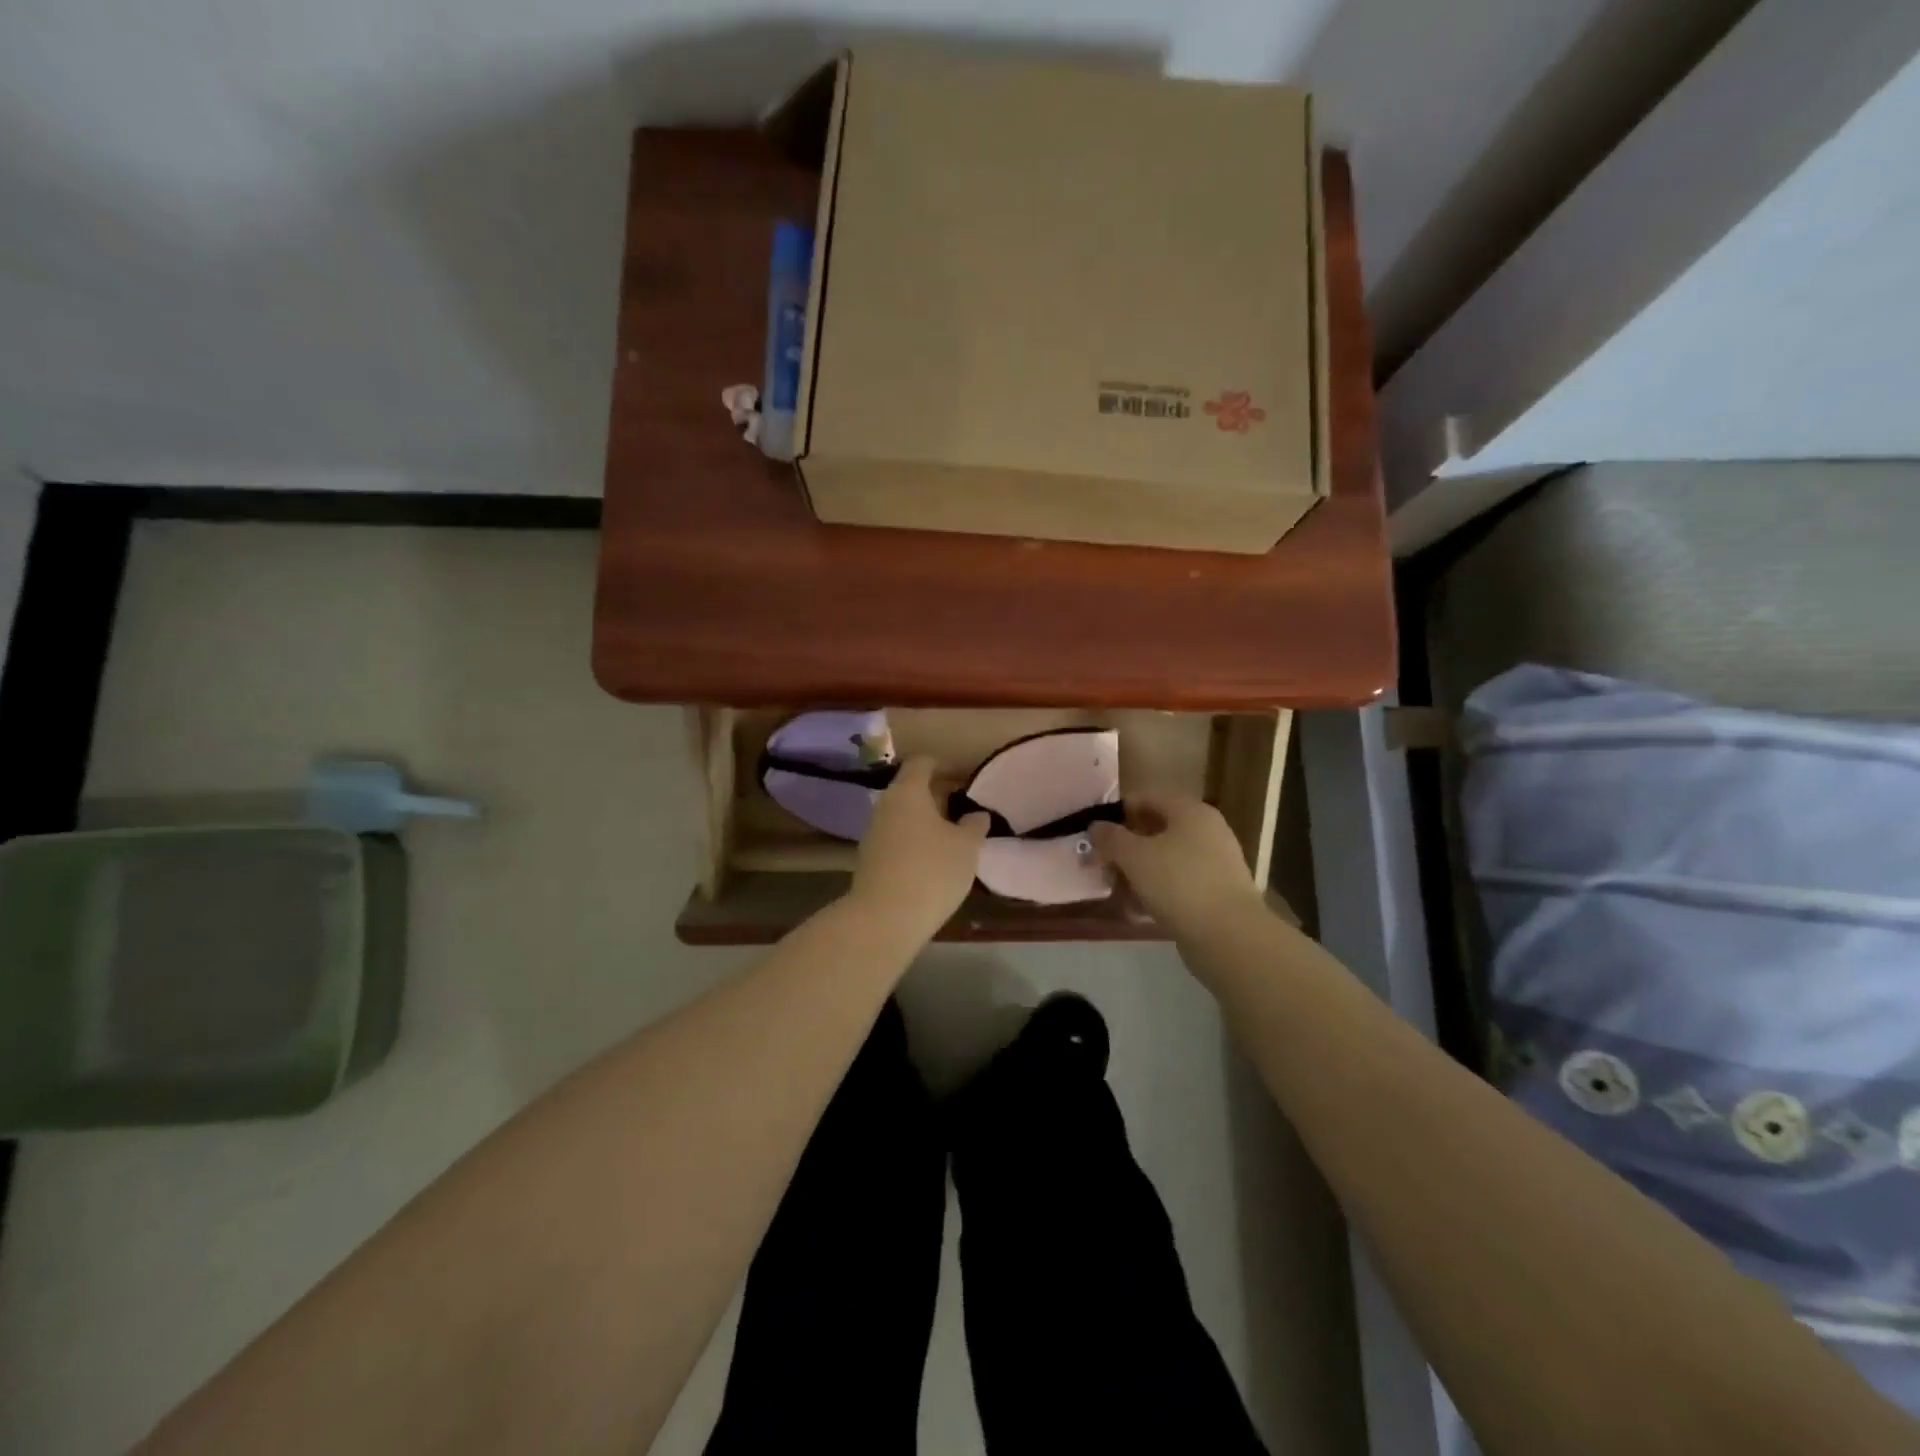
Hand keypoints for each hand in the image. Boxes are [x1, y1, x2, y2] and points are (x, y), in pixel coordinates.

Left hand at [848, 758, 989, 943]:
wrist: (883, 918)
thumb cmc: (931, 871)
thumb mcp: (966, 847)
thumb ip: (974, 825)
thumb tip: (976, 814)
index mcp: (908, 791)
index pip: (922, 763)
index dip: (943, 766)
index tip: (964, 778)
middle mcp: (886, 805)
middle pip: (911, 789)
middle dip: (937, 796)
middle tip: (963, 809)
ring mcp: (873, 832)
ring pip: (903, 815)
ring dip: (925, 821)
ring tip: (952, 838)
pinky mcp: (869, 859)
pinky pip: (896, 839)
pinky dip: (913, 842)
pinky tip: (932, 861)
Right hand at [1091, 793, 1264, 932]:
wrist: (1229, 936)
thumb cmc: (1178, 884)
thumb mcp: (1134, 857)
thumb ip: (1110, 838)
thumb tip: (1096, 826)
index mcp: (1190, 811)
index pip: (1147, 798)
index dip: (1117, 813)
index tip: (1095, 834)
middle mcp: (1206, 831)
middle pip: (1155, 830)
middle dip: (1125, 848)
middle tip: (1101, 866)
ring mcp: (1214, 863)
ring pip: (1165, 859)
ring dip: (1137, 873)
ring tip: (1115, 893)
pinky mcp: (1216, 893)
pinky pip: (1177, 884)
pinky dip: (1156, 892)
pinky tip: (1136, 912)